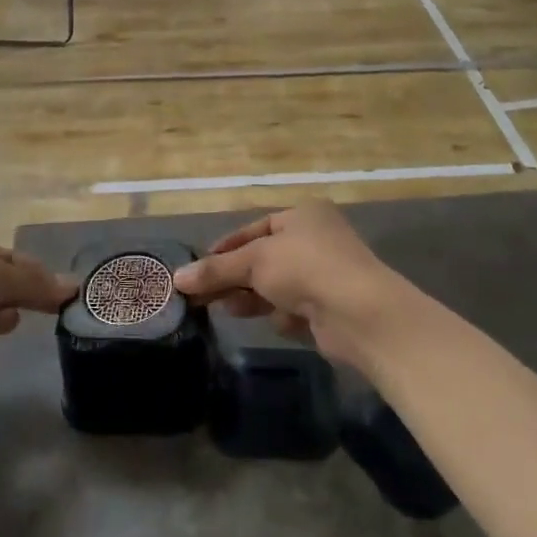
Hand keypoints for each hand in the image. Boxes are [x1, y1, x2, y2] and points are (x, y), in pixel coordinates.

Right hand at [169, 202, 418, 367]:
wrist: (359, 313)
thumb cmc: (305, 268)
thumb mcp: (254, 262)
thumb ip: (216, 270)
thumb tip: (177, 278)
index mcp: (304, 215)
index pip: (257, 228)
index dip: (227, 246)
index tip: (201, 263)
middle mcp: (316, 240)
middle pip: (264, 259)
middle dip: (234, 275)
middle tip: (201, 293)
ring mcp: (325, 275)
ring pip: (277, 285)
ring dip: (251, 296)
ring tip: (221, 308)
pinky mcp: (330, 308)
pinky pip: (295, 308)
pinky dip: (281, 314)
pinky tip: (273, 321)